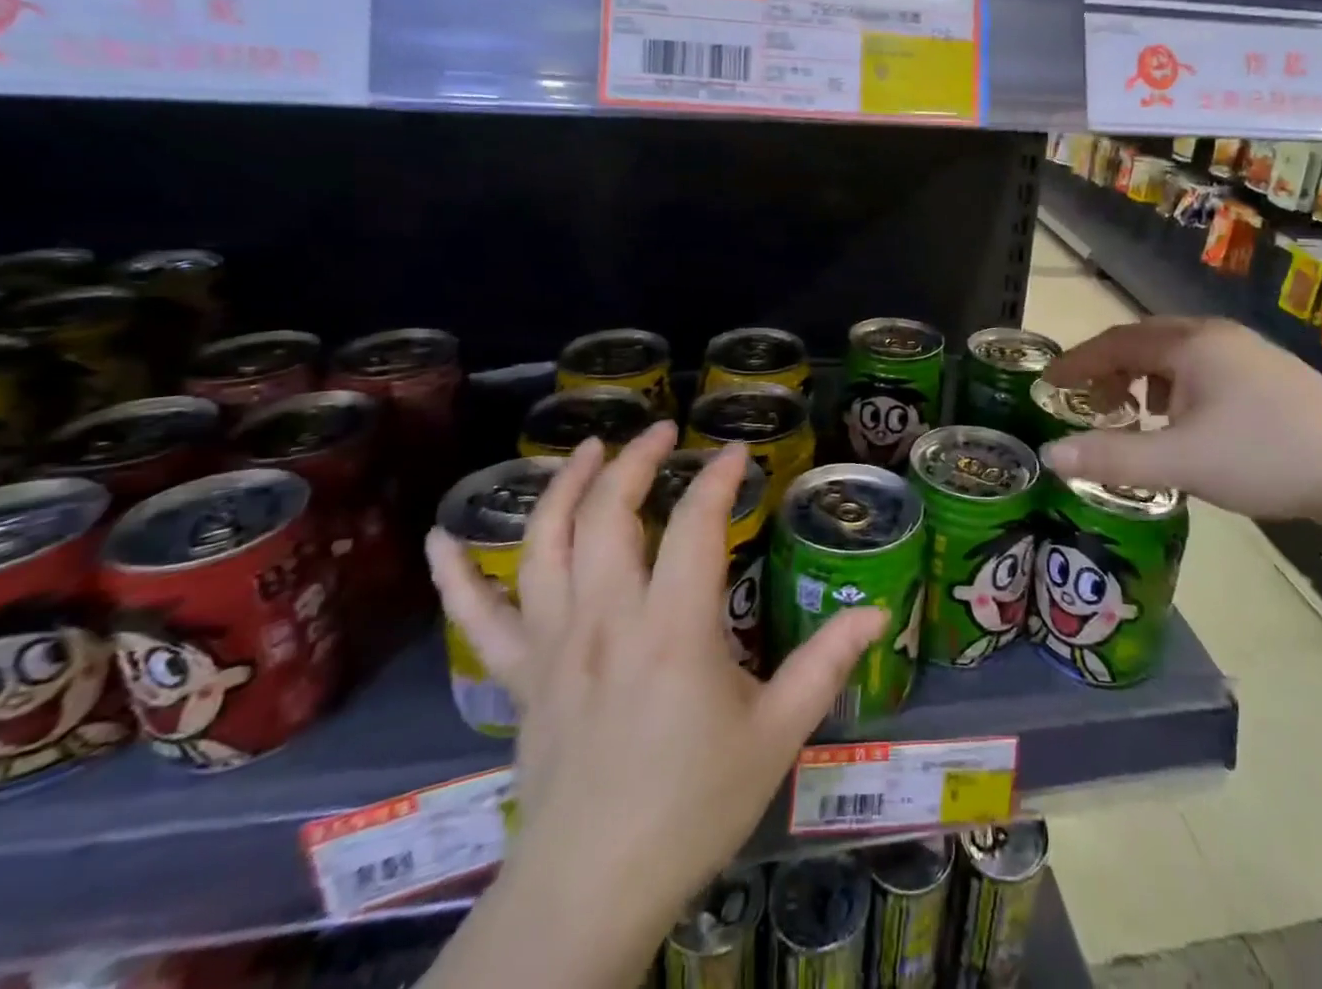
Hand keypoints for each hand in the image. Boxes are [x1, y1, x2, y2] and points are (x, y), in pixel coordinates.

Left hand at [424, 424, 886, 955]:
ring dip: (564, 488)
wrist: (594, 889)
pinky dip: (456, 576)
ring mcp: (553, 645)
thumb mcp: (777, 734)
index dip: (718, 479)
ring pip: (545, 545)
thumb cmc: (694, 806)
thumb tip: (880, 612)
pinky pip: (478, 619)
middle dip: (637, 462)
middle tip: (662, 433)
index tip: (737, 454)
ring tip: (587, 449)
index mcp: (673, 629)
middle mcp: (607, 620)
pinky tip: (441, 538)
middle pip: (611, 515)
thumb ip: (827, 664)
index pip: (696, 526)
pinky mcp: (519, 677)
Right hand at [1040, 318, 1321, 531]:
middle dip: (1109, 370)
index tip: (1047, 384)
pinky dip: (1177, 390)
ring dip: (1144, 380)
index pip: (1116, 342)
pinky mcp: (1272, 378)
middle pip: (1146, 342)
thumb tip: (1049, 456)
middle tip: (1087, 403)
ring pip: (1178, 357)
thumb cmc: (1268, 456)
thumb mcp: (1181, 461)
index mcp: (1191, 344)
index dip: (1077, 363)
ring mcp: (1250, 355)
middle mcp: (1218, 337)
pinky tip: (1186, 425)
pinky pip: (1204, 372)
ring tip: (1134, 415)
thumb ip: (1112, 457)